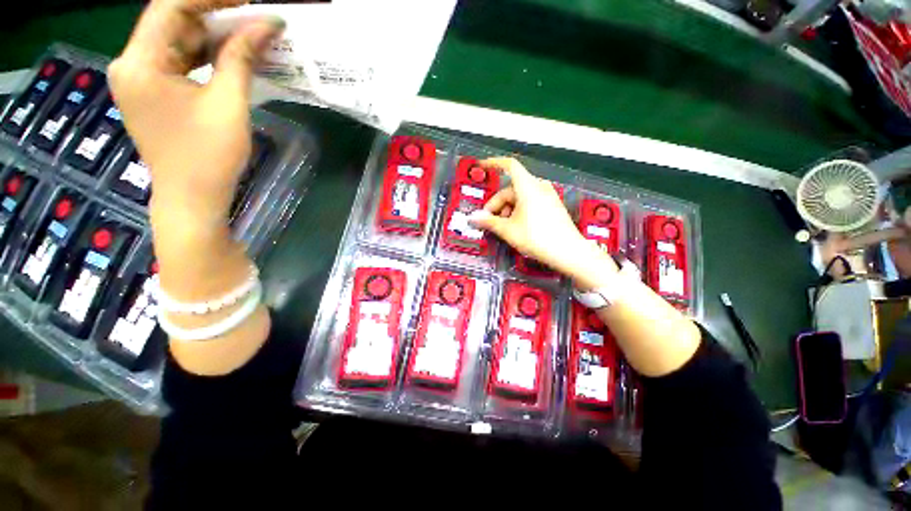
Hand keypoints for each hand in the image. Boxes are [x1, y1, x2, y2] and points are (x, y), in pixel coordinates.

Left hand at [108, 0, 284, 223]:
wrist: (193, 200)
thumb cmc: (208, 156)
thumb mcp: (228, 104)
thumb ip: (241, 58)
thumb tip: (267, 23)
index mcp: (139, 62)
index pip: (171, 7)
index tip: (248, 0)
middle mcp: (132, 64)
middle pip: (172, 22)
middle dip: (214, 15)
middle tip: (254, 17)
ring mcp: (141, 80)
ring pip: (178, 42)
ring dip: (213, 36)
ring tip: (249, 35)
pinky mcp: (154, 94)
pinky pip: (180, 62)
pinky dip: (206, 56)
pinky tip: (231, 56)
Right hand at [468, 157, 616, 288]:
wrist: (569, 252)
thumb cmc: (536, 238)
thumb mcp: (508, 230)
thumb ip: (488, 221)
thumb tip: (472, 218)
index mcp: (528, 187)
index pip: (509, 166)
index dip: (493, 163)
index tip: (481, 166)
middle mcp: (539, 187)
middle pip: (511, 189)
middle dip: (497, 204)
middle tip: (489, 221)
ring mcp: (548, 196)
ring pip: (520, 197)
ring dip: (507, 210)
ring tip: (504, 228)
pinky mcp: (552, 206)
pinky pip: (530, 202)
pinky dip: (519, 211)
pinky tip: (516, 227)